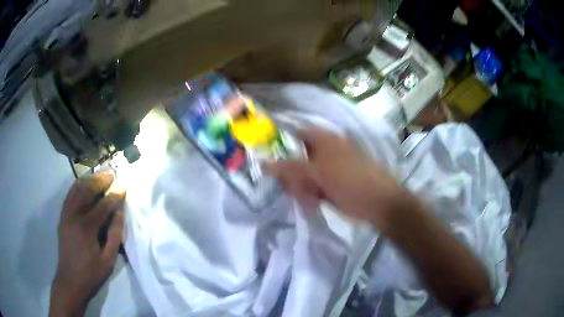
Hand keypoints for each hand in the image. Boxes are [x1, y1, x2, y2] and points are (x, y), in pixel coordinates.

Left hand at [49, 172, 125, 316]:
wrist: (70, 280)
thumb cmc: (91, 273)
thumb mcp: (108, 260)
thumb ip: (114, 236)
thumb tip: (119, 214)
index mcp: (87, 228)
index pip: (103, 205)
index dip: (114, 195)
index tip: (123, 185)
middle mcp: (74, 215)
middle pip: (87, 190)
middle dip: (100, 180)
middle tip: (112, 173)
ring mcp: (66, 214)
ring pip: (77, 189)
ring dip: (89, 179)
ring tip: (99, 174)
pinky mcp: (62, 216)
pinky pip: (69, 195)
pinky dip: (77, 186)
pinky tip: (84, 183)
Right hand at [265, 128, 405, 228]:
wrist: (379, 203)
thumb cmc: (350, 181)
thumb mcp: (318, 173)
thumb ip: (289, 168)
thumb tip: (263, 163)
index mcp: (324, 140)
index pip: (294, 135)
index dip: (279, 145)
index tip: (267, 162)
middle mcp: (325, 150)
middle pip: (297, 157)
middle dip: (290, 173)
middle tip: (288, 188)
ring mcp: (330, 168)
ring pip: (304, 174)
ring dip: (300, 186)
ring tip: (304, 197)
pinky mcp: (332, 183)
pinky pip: (313, 186)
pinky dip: (309, 194)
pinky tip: (312, 202)